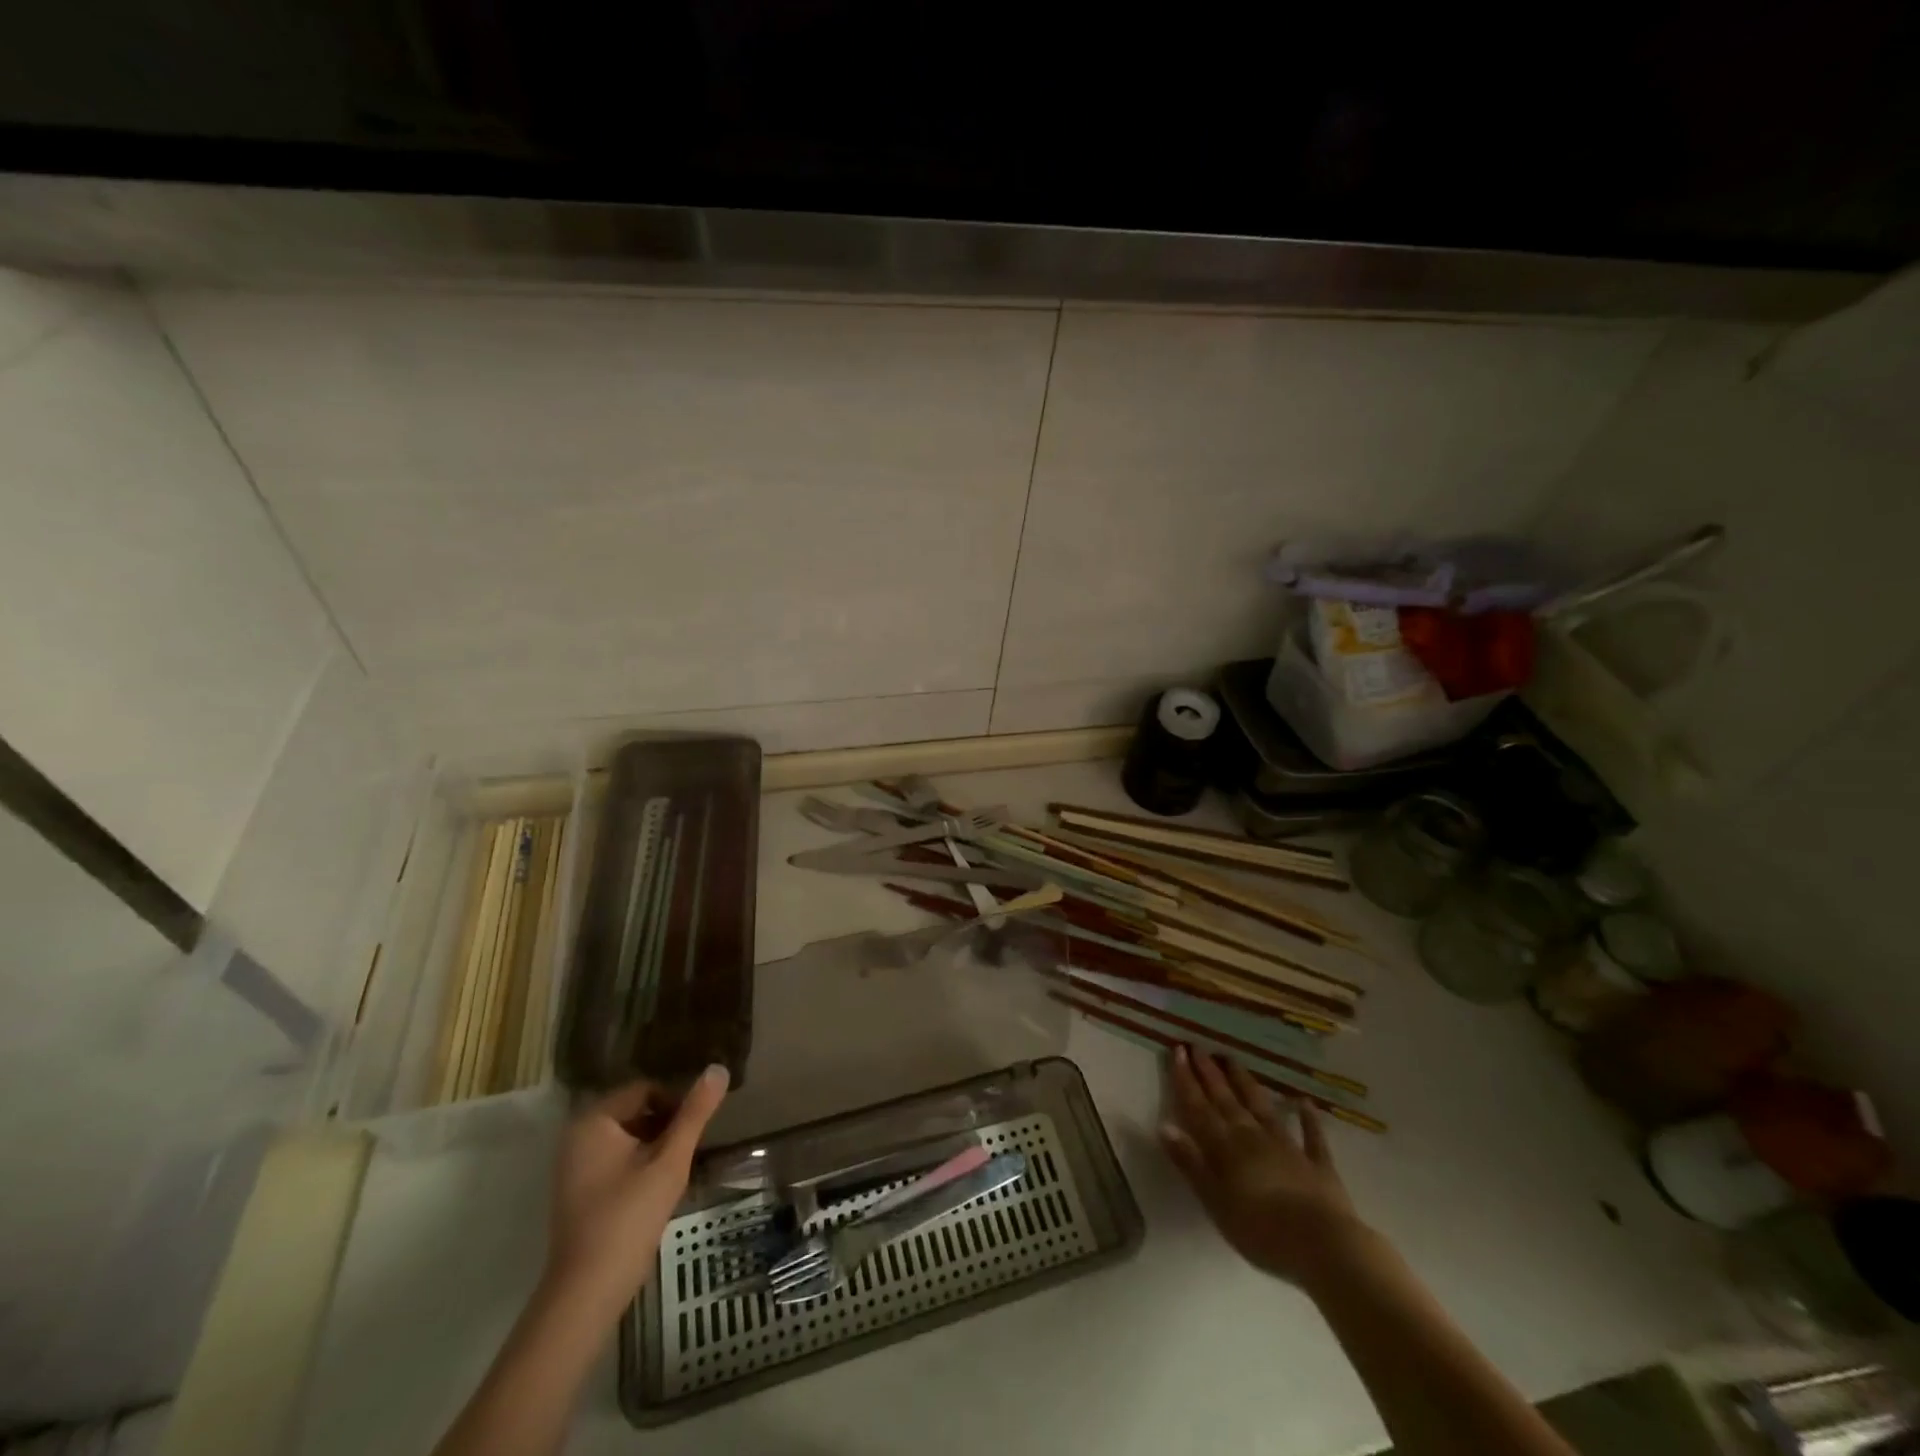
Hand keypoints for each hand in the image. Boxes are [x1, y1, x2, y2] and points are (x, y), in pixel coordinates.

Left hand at [544, 1065, 729, 1316]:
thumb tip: (718, 1068)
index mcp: (593, 1120)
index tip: (694, 1131)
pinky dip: (637, 1166)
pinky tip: (655, 1190)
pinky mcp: (576, 1191)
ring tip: (675, 1172)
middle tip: (688, 1152)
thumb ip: (695, 1113)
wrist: (587, 1292)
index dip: (675, 1105)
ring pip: (627, 1138)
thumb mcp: (670, 1160)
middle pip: (634, 1113)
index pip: (645, 1090)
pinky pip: (614, 1161)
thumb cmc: (629, 1217)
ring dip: (654, 1147)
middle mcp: (576, 1136)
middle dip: (665, 1127)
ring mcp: (572, 1166)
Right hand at [1161, 1046, 1370, 1287]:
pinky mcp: (1318, 1165)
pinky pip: (1312, 1136)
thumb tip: (1164, 1125)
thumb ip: (1190, 1162)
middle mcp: (1253, 1137)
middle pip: (1227, 1100)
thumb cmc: (1261, 1229)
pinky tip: (1304, 1102)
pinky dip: (1308, 1118)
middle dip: (1210, 1073)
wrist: (1323, 1246)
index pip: (1199, 1107)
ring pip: (1262, 1107)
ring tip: (1233, 1060)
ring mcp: (1287, 1147)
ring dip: (1246, 1083)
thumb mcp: (1215, 1200)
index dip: (1186, 1079)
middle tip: (1198, 1047)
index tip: (1177, 1050)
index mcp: (1226, 1147)